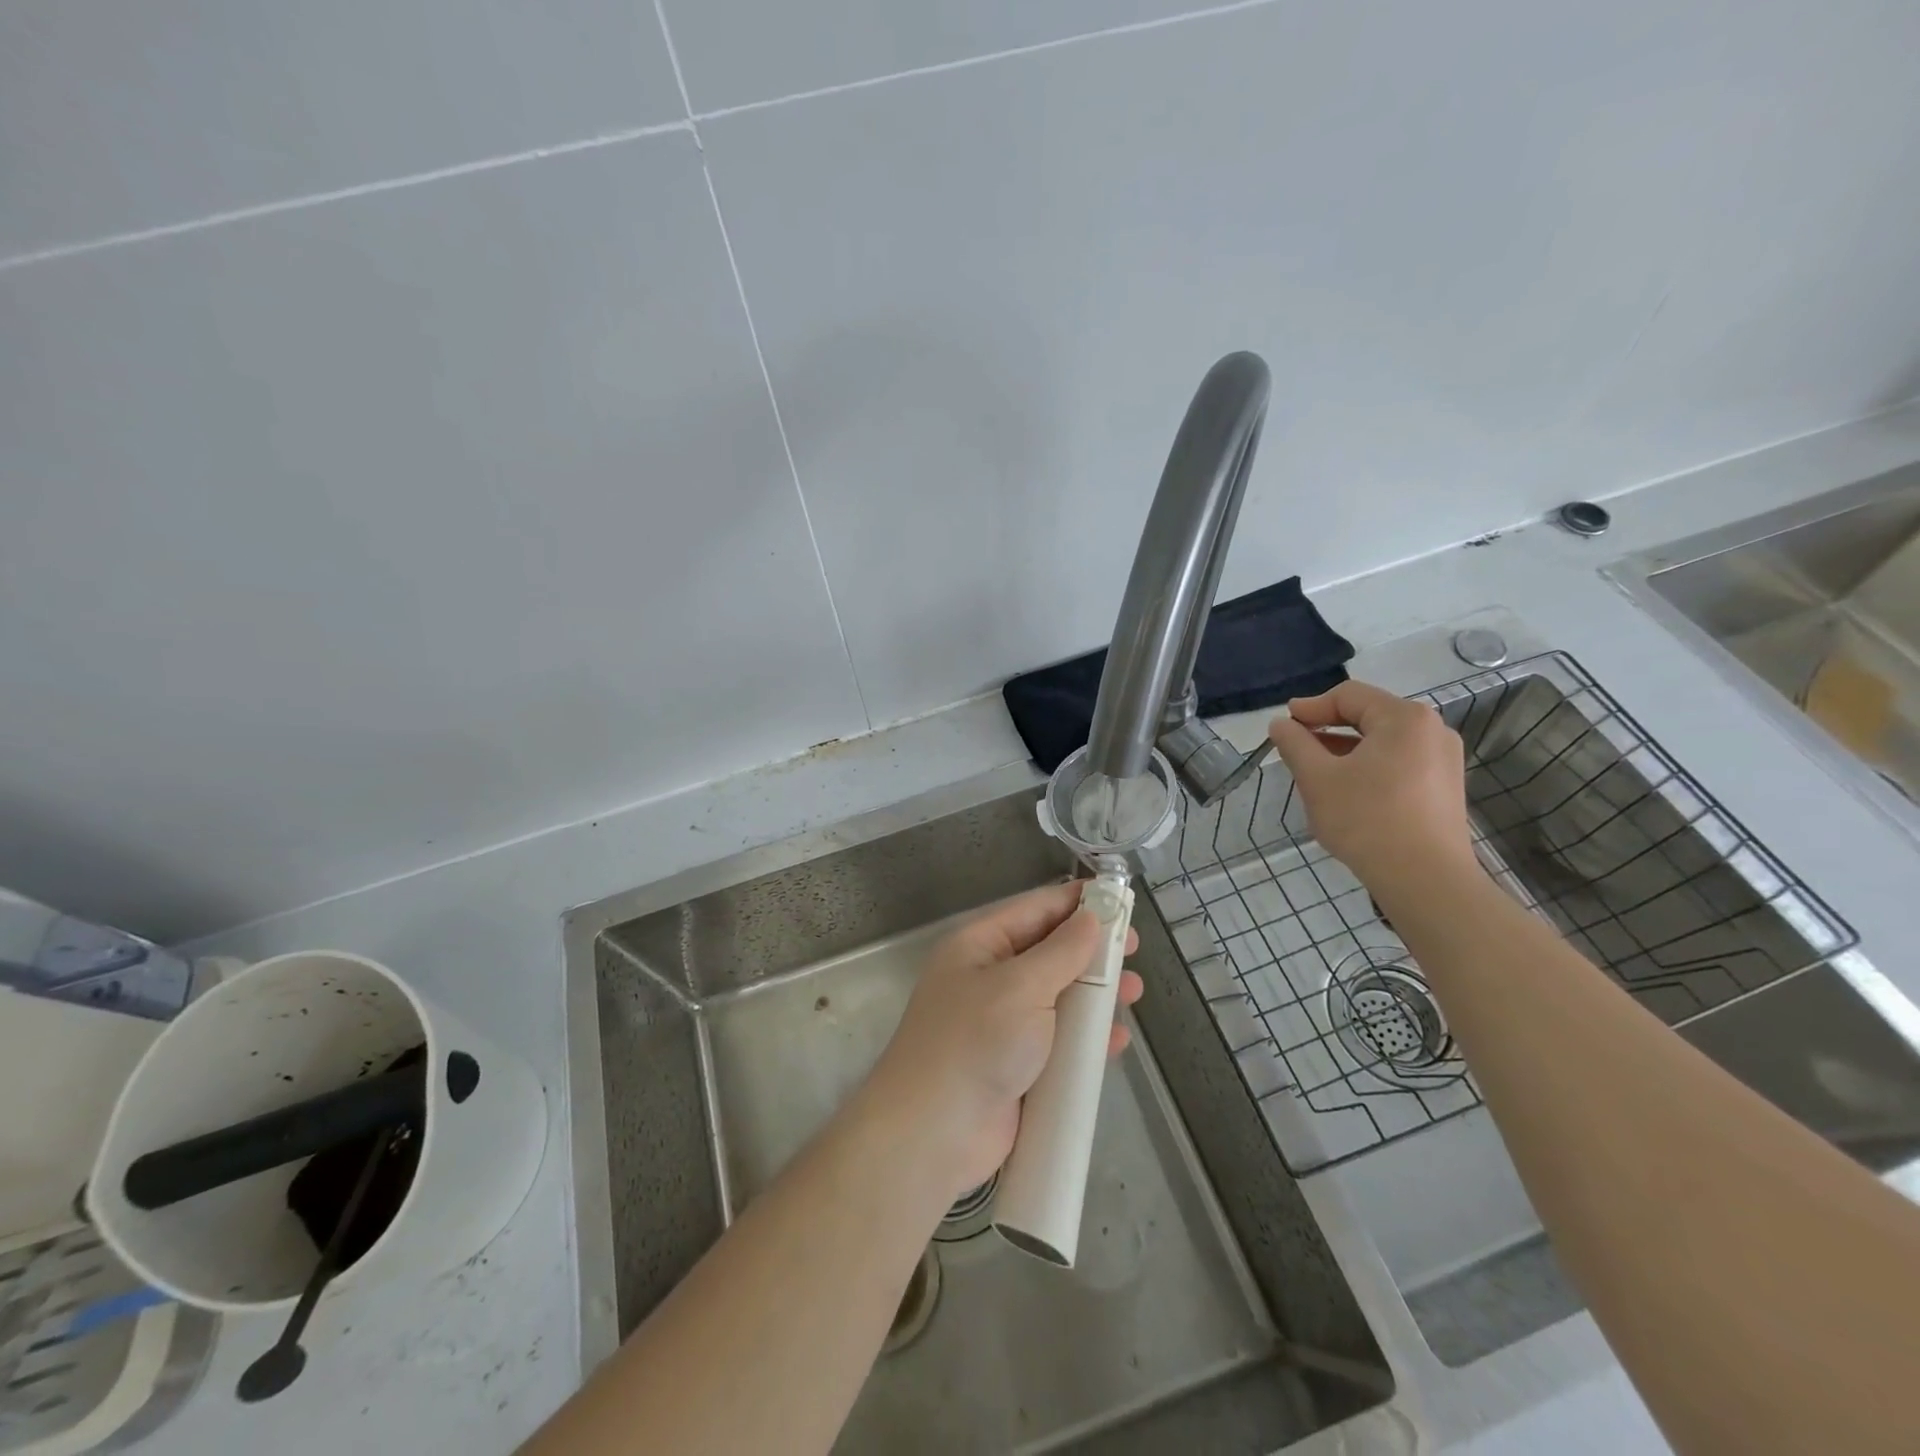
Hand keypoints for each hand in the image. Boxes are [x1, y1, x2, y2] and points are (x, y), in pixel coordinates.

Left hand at [864, 881, 1142, 1198]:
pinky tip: (1118, 1042)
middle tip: (1133, 950)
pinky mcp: (1017, 1066)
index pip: (1034, 910)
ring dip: (1096, 995)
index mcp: (980, 946)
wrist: (932, 1135)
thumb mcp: (1020, 987)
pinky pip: (1059, 1041)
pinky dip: (1088, 1039)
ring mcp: (1003, 1024)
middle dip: (1092, 951)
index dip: (1076, 902)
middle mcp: (990, 978)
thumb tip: (1090, 917)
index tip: (1119, 898)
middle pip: (1050, 953)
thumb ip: (1061, 952)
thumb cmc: (975, 1043)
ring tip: (1134, 993)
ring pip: (1059, 998)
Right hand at [1267, 680, 1475, 889]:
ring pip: (1383, 741)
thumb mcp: (1317, 778)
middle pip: (1368, 716)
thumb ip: (1294, 744)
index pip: (1348, 696)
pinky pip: (1400, 762)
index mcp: (1403, 718)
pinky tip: (1348, 791)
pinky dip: (1369, 767)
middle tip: (1296, 748)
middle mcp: (1432, 729)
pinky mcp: (1445, 787)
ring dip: (1346, 750)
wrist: (1425, 880)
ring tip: (1317, 772)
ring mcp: (1444, 759)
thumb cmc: (1366, 820)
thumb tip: (1280, 724)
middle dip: (1328, 729)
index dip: (1310, 707)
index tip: (1283, 724)